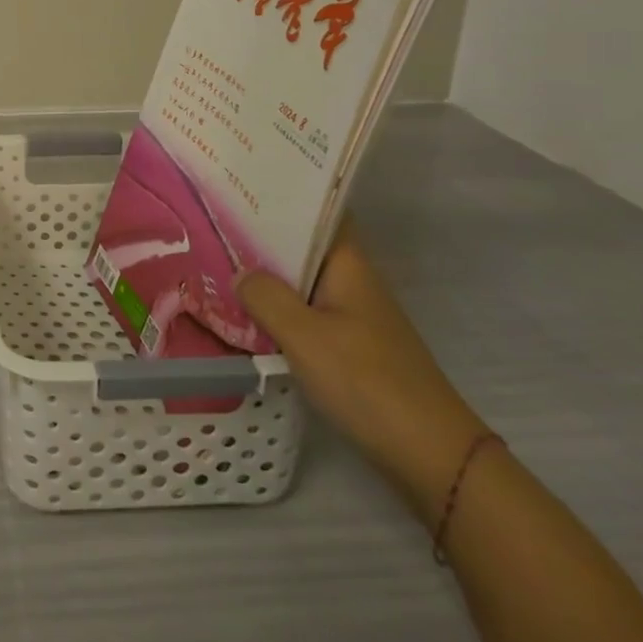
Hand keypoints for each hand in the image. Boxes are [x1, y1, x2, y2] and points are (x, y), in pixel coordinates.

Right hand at [237, 220, 487, 518]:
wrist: (431, 456)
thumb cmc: (367, 382)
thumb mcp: (305, 335)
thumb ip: (266, 297)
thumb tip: (240, 273)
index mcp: (348, 266)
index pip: (318, 213)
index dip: (285, 195)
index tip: (241, 185)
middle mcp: (353, 283)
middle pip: (304, 247)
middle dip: (262, 235)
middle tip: (212, 222)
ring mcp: (353, 316)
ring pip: (301, 283)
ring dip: (267, 275)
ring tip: (217, 262)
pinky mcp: (350, 348)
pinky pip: (305, 314)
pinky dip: (278, 310)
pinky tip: (246, 315)